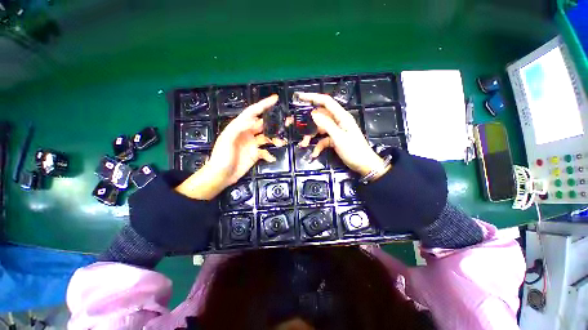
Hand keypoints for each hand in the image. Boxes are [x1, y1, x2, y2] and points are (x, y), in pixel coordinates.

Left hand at [175, 95, 284, 198]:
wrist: (221, 175)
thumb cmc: (222, 156)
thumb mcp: (227, 140)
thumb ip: (240, 128)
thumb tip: (255, 121)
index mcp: (240, 127)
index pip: (253, 112)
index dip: (263, 104)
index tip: (275, 99)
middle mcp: (248, 133)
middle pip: (263, 124)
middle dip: (275, 122)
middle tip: (288, 120)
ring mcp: (252, 144)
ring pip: (267, 138)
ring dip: (275, 139)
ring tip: (282, 142)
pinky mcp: (255, 154)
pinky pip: (265, 152)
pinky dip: (269, 154)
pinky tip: (271, 158)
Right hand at [296, 92, 389, 178]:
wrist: (364, 165)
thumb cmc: (354, 151)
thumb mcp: (339, 138)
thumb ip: (326, 125)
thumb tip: (313, 114)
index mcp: (341, 117)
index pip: (326, 102)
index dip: (313, 97)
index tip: (299, 97)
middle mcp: (338, 121)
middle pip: (320, 116)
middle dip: (307, 121)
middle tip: (293, 124)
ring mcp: (336, 131)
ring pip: (319, 129)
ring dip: (311, 136)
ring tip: (303, 144)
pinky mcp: (334, 140)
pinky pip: (323, 140)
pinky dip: (318, 146)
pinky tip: (314, 154)